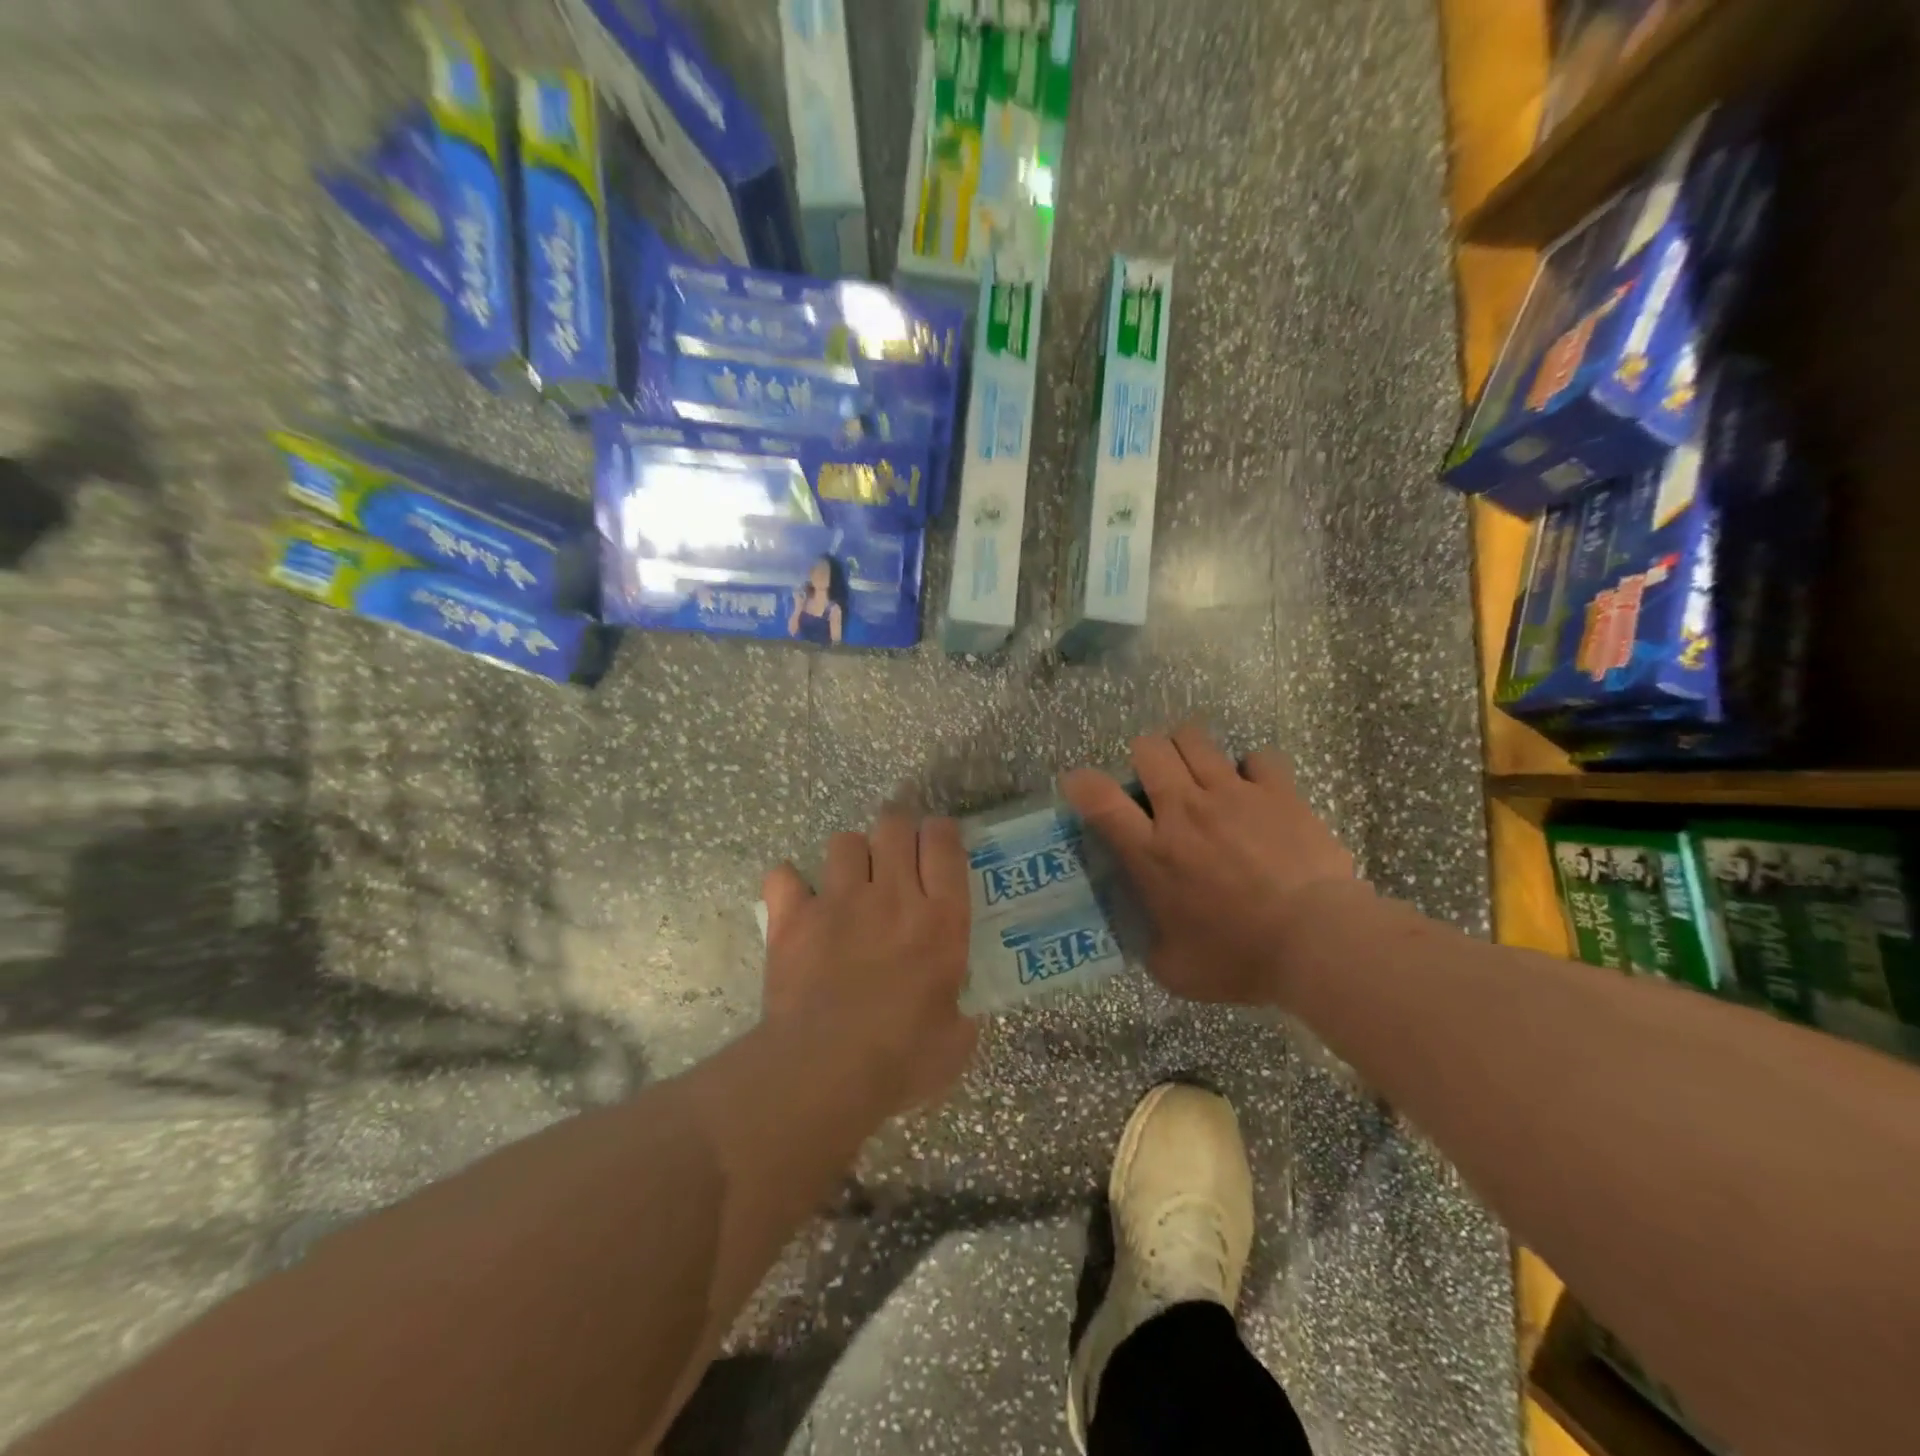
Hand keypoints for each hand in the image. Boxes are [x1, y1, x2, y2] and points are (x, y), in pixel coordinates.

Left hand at [761, 806, 977, 1113]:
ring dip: (850, 855)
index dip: (942, 832)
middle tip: (896, 853)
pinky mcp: (793, 918)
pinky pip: (784, 876)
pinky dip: (789, 885)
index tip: (939, 841)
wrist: (823, 1072)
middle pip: (894, 825)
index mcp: (940, 921)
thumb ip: (961, 1015)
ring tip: (849, 881)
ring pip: (844, 842)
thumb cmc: (900, 1061)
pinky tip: (796, 903)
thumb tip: (958, 1013)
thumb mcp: (955, 1043)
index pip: (945, 845)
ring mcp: (838, 902)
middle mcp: (891, 896)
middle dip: (897, 829)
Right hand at [1060, 725, 1359, 1005]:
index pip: (1099, 799)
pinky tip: (1255, 791)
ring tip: (1199, 775)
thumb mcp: (1176, 968)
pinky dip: (1250, 769)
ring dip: (1188, 751)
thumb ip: (1151, 944)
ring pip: (1194, 738)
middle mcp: (1184, 810)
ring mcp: (1232, 794)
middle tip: (1157, 785)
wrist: (1316, 942)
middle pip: (1148, 750)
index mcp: (1152, 852)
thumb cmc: (1241, 958)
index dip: (1082, 783)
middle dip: (1144, 759)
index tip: (1080, 785)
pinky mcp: (1277, 791)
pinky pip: (1256, 757)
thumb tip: (1147, 937)